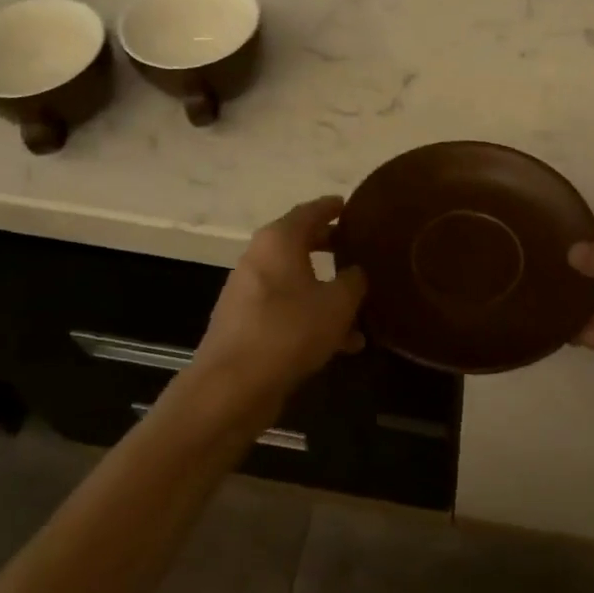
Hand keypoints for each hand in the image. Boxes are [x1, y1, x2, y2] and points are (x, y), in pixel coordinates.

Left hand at [190, 197, 365, 424]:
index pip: (310, 211)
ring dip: (327, 291)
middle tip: (360, 249)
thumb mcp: (338, 303)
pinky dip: (313, 317)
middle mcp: (259, 258)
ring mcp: (249, 292)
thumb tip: (357, 272)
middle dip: (332, 248)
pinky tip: (343, 343)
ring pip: (297, 282)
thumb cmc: (289, 330)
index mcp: (278, 240)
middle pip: (301, 244)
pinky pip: (288, 310)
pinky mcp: (246, 324)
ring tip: (361, 307)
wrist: (232, 386)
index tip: (352, 206)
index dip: (333, 207)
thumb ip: (354, 280)